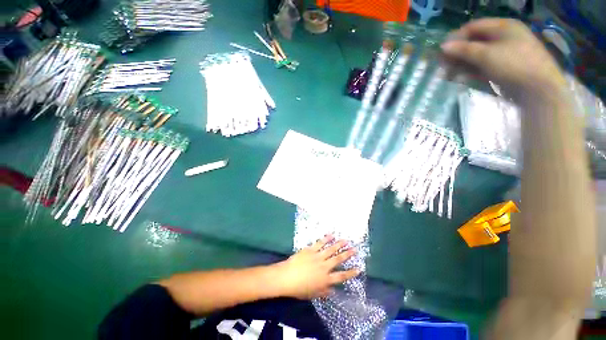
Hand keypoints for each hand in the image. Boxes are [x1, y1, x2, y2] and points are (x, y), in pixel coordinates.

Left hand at [272, 235, 359, 298]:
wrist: (287, 277)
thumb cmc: (299, 289)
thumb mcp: (312, 294)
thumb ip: (323, 292)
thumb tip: (332, 290)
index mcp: (325, 280)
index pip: (341, 276)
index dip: (351, 273)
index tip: (358, 269)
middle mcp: (324, 267)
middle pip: (338, 259)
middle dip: (347, 254)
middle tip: (355, 249)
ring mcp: (317, 257)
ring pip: (331, 249)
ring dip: (339, 244)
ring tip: (346, 240)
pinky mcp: (311, 250)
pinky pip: (320, 243)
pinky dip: (326, 239)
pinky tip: (331, 235)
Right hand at [441, 18, 566, 103]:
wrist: (539, 89)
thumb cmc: (514, 64)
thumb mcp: (487, 55)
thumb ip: (463, 50)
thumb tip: (443, 47)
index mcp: (503, 26)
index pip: (473, 27)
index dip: (456, 38)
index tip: (442, 51)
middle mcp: (503, 37)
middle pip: (474, 42)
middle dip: (457, 53)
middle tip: (442, 65)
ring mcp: (504, 53)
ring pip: (477, 55)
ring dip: (461, 64)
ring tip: (448, 75)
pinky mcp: (503, 67)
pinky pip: (483, 66)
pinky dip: (470, 71)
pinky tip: (460, 78)